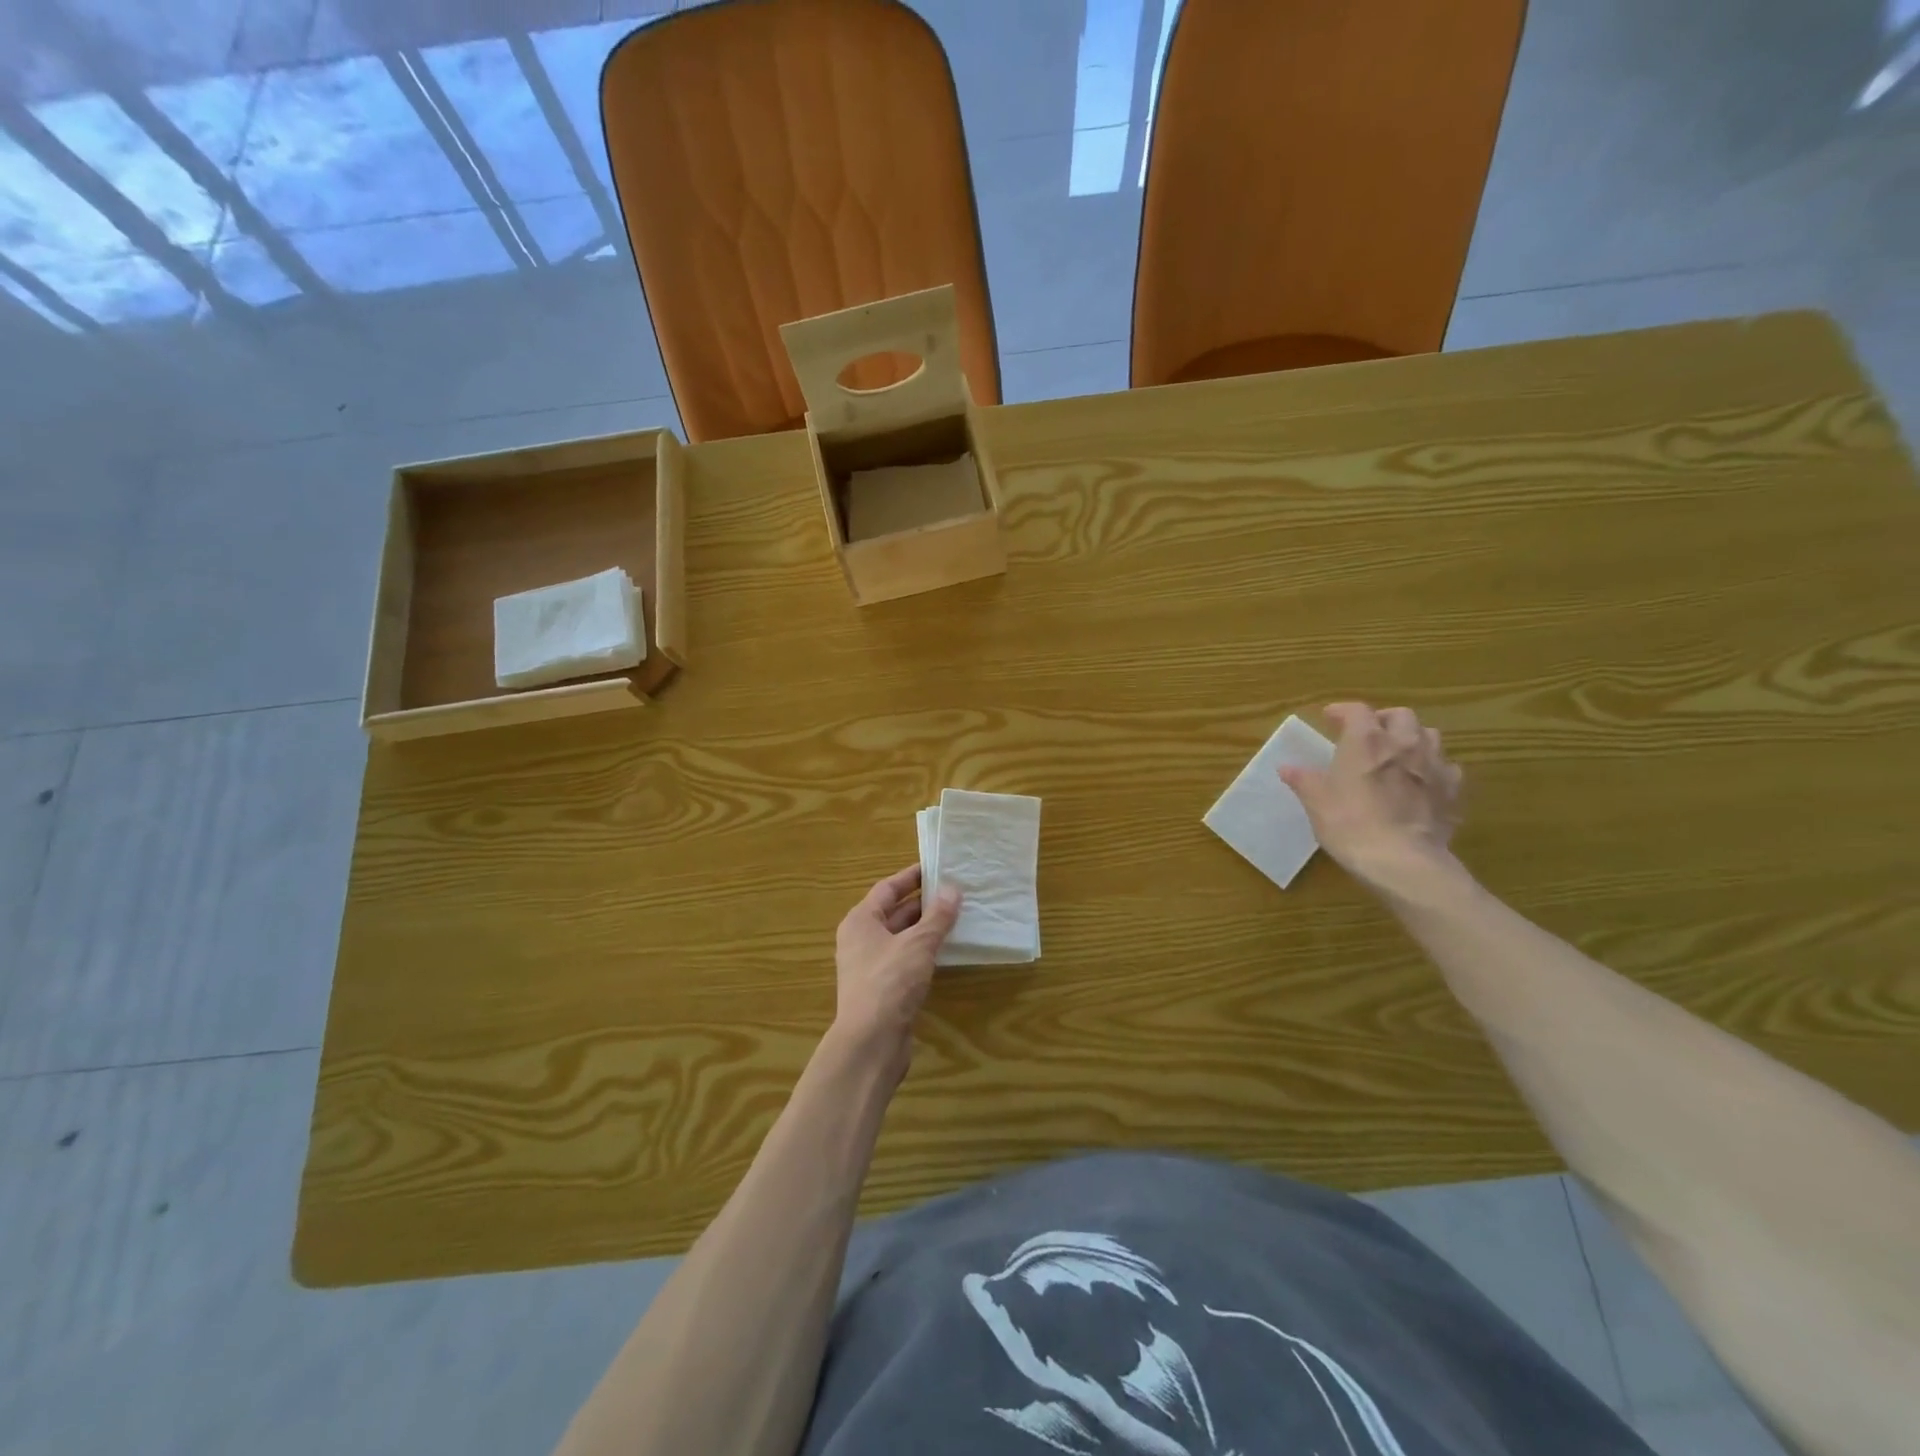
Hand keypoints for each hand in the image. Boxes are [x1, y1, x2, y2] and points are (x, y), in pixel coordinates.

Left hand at [831, 865, 961, 1078]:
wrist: (870, 1043)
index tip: (937, 867)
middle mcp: (861, 940)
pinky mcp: (883, 989)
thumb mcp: (918, 944)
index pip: (887, 888)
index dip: (912, 877)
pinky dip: (924, 952)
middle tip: (956, 892)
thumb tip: (953, 889)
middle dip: (924, 903)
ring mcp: (870, 966)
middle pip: (894, 912)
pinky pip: (905, 960)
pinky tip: (946, 951)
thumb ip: (937, 916)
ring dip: (926, 928)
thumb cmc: (890, 983)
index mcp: (861, 921)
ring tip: (957, 917)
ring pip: (901, 938)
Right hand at [1280, 703, 1464, 897]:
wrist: (1402, 861)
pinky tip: (1422, 784)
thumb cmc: (1350, 823)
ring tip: (1398, 755)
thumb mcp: (1316, 801)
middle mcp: (1404, 743)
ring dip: (1413, 739)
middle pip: (1401, 715)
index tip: (1330, 718)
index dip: (1342, 711)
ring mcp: (1434, 766)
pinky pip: (1447, 769)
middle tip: (1368, 735)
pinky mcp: (1453, 792)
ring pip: (1430, 736)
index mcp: (1367, 740)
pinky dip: (1433, 769)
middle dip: (1383, 720)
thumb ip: (1303, 779)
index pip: (1356, 710)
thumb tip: (1287, 767)